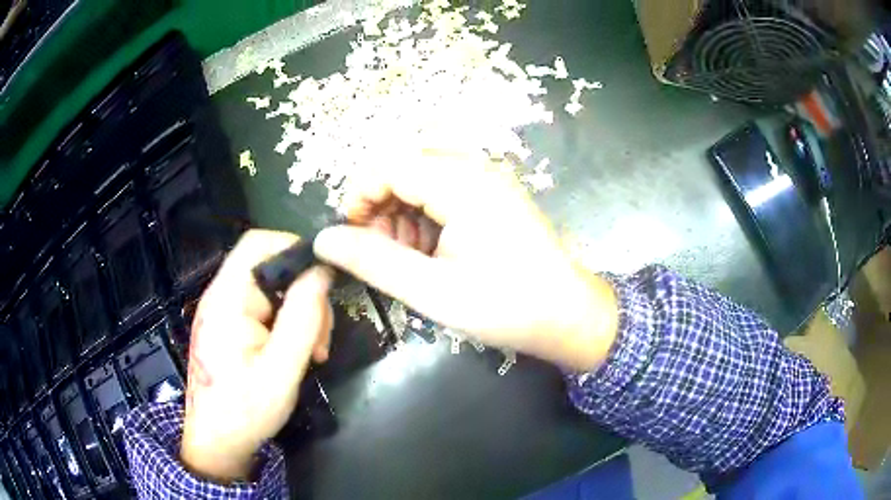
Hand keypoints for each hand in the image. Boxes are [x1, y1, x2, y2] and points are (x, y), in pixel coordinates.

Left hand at [180, 230, 333, 482]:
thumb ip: (302, 320)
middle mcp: (221, 297)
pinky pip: (264, 309)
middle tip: (322, 339)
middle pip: (270, 268)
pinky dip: (286, 323)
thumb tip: (322, 273)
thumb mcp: (281, 371)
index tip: (327, 282)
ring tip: (314, 351)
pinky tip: (297, 351)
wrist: (216, 442)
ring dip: (299, 312)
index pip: (259, 244)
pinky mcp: (229, 326)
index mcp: (227, 300)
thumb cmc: (245, 411)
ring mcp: (223, 312)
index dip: (295, 249)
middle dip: (304, 295)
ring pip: (272, 290)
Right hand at [314, 149, 618, 371]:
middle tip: (380, 252)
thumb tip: (324, 240)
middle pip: (405, 168)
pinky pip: (445, 192)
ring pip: (423, 180)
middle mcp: (476, 170)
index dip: (360, 195)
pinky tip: (431, 252)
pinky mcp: (494, 196)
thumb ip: (373, 261)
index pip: (390, 165)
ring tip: (407, 258)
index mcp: (462, 184)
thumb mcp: (431, 290)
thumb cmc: (505, 307)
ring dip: (402, 213)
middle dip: (381, 206)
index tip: (350, 236)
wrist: (568, 316)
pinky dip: (425, 217)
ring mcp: (489, 181)